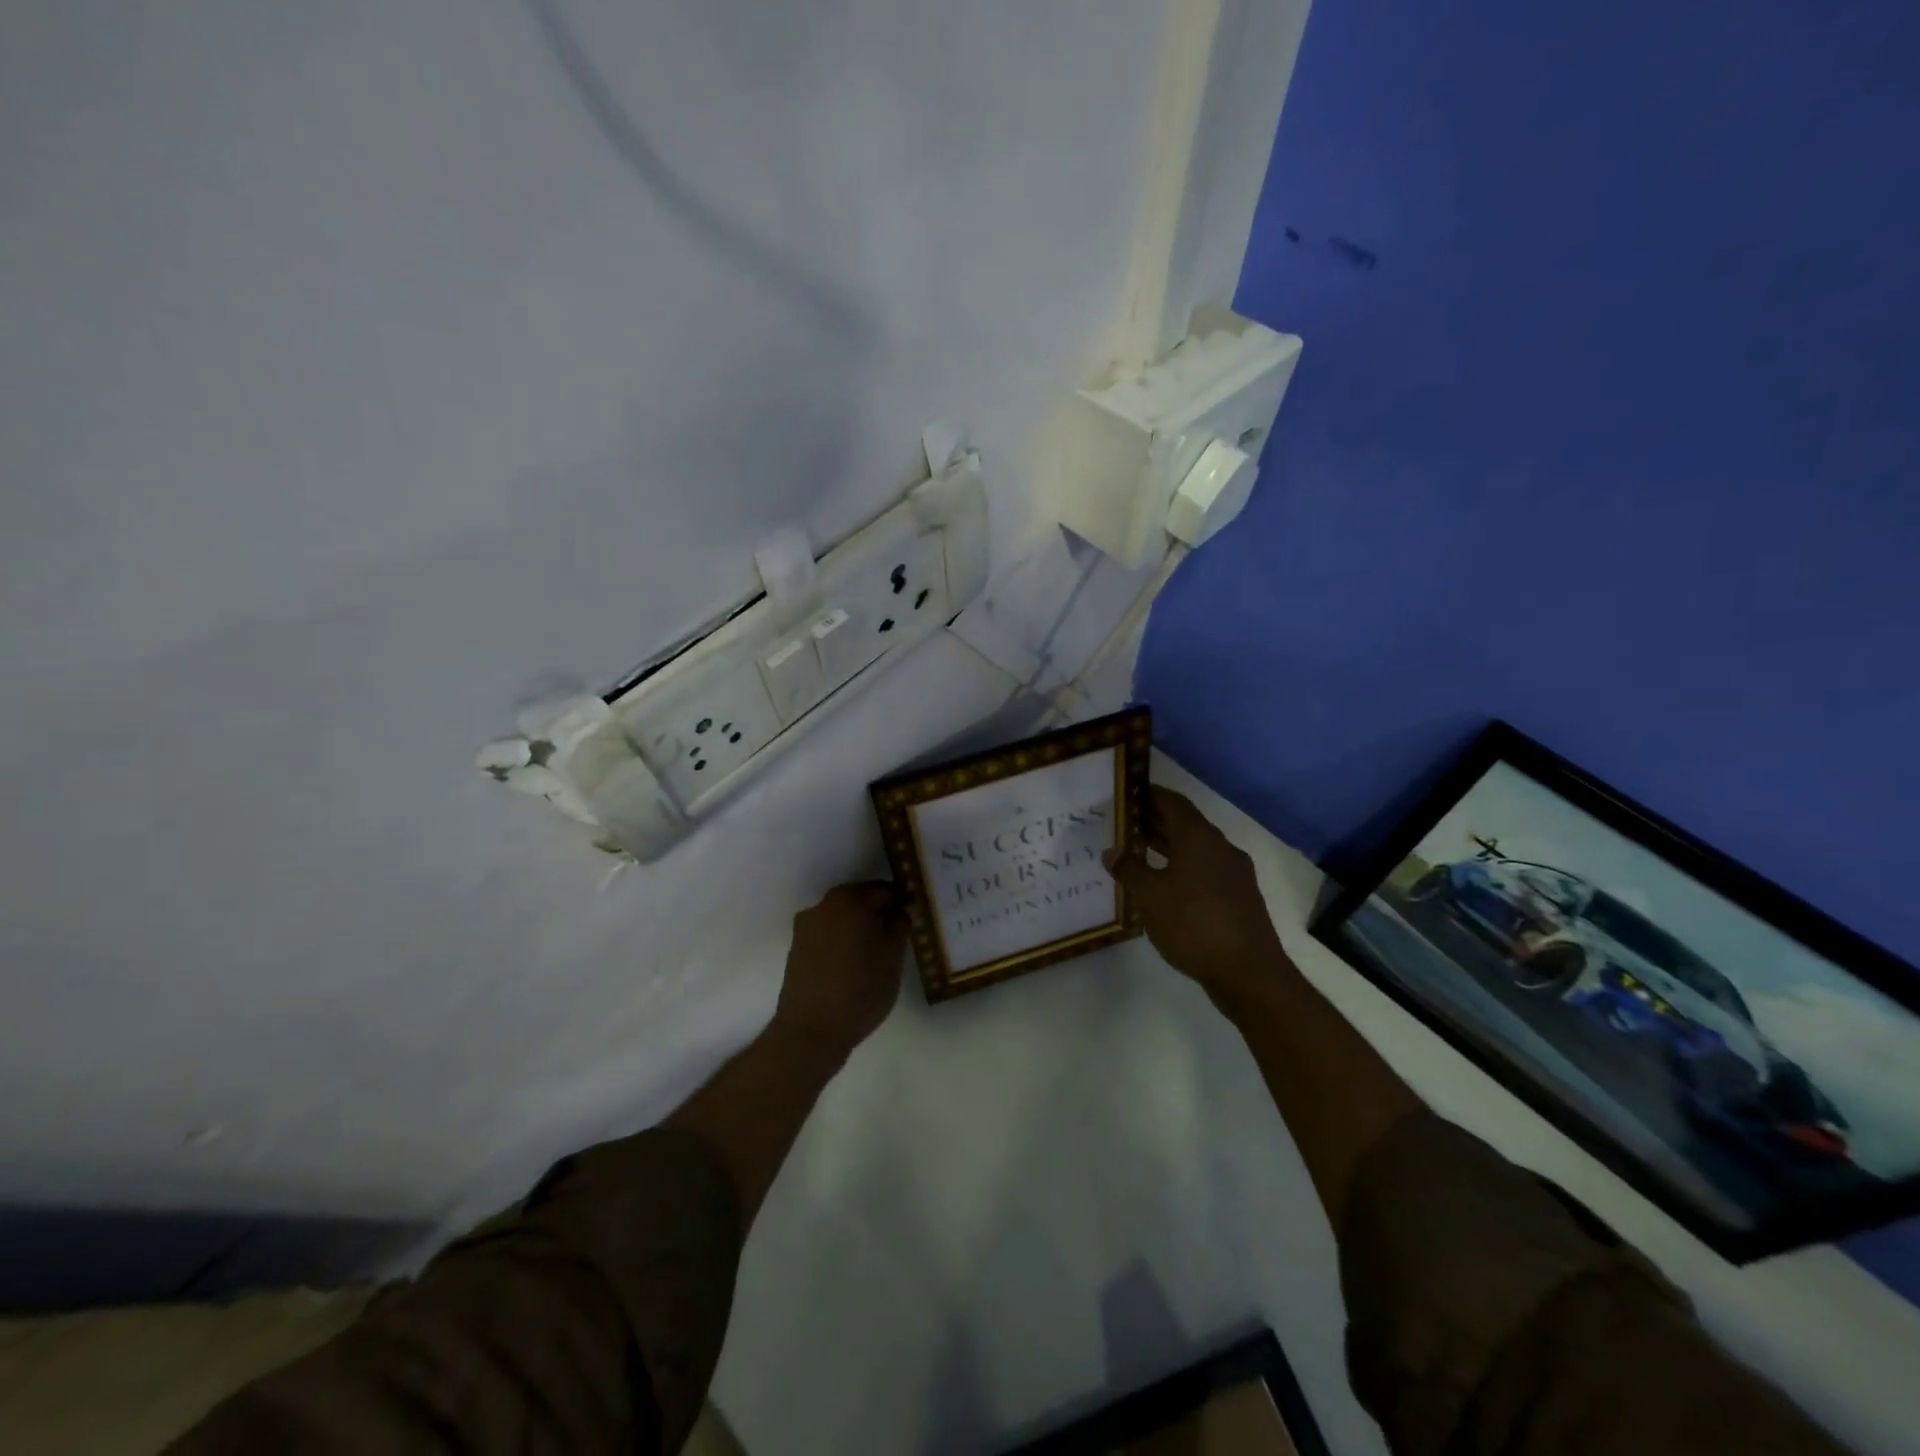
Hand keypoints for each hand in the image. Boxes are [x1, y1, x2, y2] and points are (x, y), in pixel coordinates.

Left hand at [771, 881, 907, 1060]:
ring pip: (842, 919)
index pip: (884, 890)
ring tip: (876, 954)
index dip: (902, 903)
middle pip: (860, 901)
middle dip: (879, 914)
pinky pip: (828, 936)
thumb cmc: (860, 989)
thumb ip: (899, 926)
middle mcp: (823, 905)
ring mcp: (805, 927)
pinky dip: (843, 942)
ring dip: (859, 929)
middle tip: (897, 936)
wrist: (811, 1031)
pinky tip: (854, 965)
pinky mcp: (796, 949)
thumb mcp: (893, 956)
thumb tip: (898, 912)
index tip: (913, 920)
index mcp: (849, 899)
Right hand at [1104, 786, 1287, 999]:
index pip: (1172, 802)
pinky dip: (1180, 867)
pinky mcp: (1237, 897)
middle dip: (1153, 821)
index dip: (1148, 795)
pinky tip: (1161, 885)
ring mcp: (1233, 873)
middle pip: (1184, 824)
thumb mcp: (1150, 896)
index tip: (1125, 794)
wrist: (1248, 972)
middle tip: (1122, 823)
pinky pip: (1203, 870)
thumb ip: (1129, 869)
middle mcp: (1220, 847)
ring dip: (1166, 846)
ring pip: (1194, 849)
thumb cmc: (1193, 924)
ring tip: (1135, 851)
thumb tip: (1112, 852)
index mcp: (1199, 837)